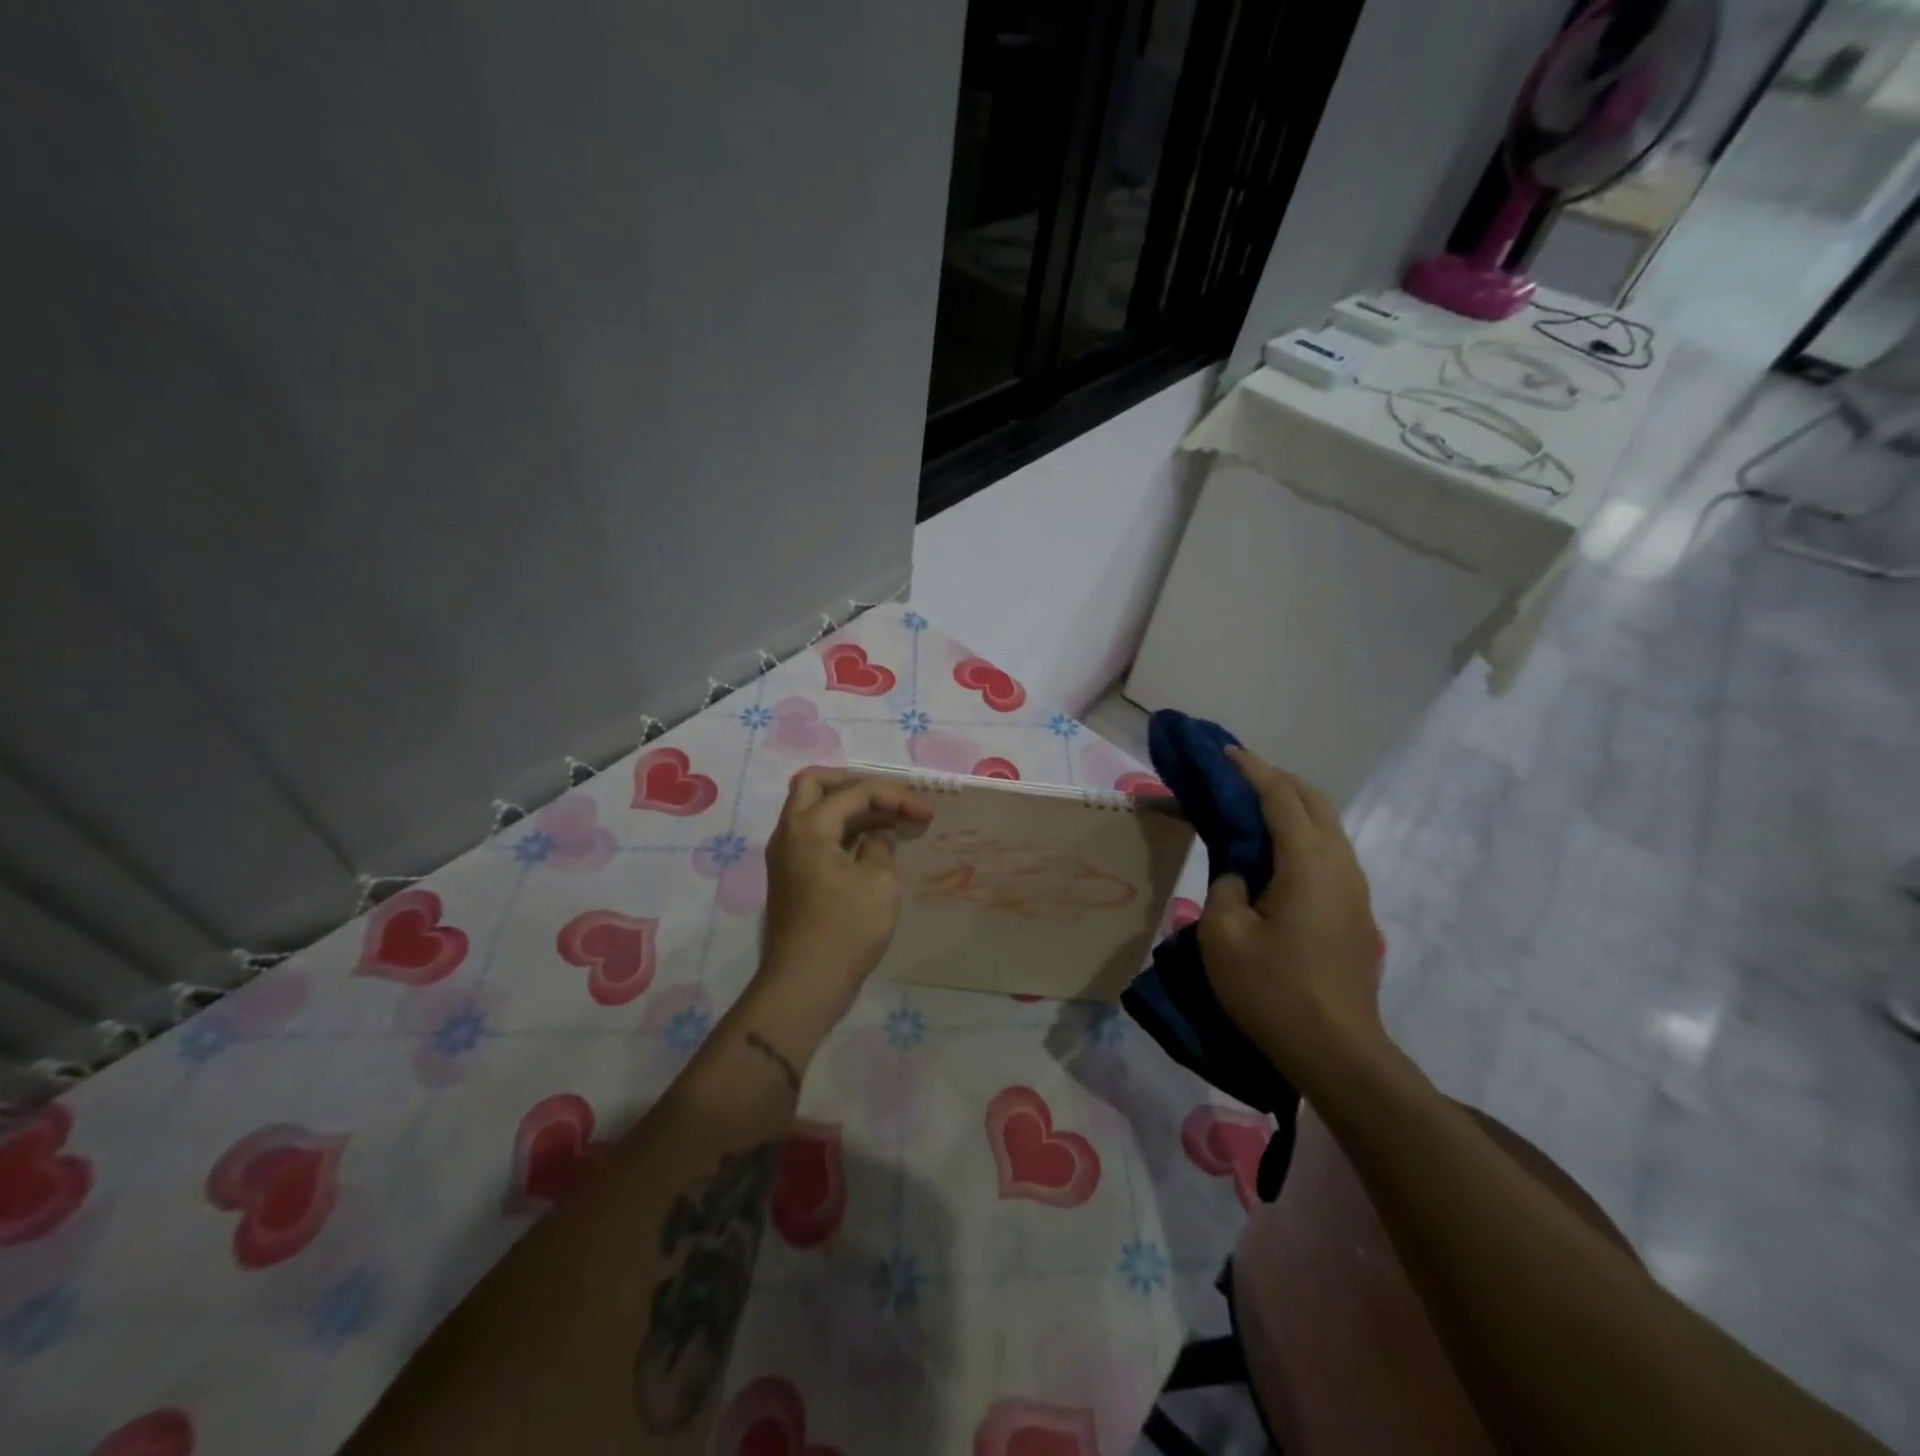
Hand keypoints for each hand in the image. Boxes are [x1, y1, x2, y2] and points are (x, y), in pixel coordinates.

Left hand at [757, 769, 936, 1032]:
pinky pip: (816, 837)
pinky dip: (843, 831)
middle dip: (857, 784)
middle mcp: (790, 834)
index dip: (894, 795)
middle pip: (816, 785)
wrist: (805, 986)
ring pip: (814, 811)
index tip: (927, 813)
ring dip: (851, 808)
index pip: (854, 791)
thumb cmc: (846, 930)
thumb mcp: (879, 882)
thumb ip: (880, 846)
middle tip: (891, 798)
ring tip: (890, 819)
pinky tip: (873, 844)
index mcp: (808, 827)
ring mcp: (787, 857)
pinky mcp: (793, 878)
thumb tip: (876, 837)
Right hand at [1197, 747, 1388, 1087]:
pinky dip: (1301, 833)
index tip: (1224, 752)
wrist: (1338, 1053)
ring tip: (1252, 805)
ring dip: (1291, 805)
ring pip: (1326, 825)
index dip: (1251, 769)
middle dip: (1275, 779)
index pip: (1280, 797)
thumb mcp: (1223, 935)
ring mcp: (1354, 889)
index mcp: (1308, 862)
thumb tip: (1240, 874)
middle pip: (1313, 800)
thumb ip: (1226, 887)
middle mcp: (1340, 864)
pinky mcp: (1356, 912)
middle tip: (1236, 774)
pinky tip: (1275, 851)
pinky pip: (1328, 851)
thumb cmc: (1274, 992)